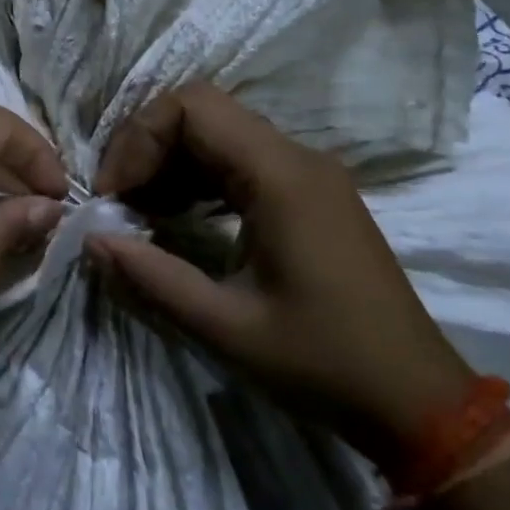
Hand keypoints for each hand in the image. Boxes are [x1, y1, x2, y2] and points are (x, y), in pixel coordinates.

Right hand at [88, 82, 473, 471]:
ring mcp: (307, 173)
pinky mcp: (309, 194)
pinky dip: (199, 177)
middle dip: (148, 147)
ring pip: (219, 132)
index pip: (192, 107)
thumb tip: (91, 241)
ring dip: (171, 161)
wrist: (419, 402)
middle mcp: (296, 158)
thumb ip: (152, 278)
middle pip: (202, 112)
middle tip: (118, 200)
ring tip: (140, 211)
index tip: (113, 193)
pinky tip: (177, 216)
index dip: (139, 138)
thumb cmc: (324, 363)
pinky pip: (240, 160)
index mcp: (281, 176)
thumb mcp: (227, 327)